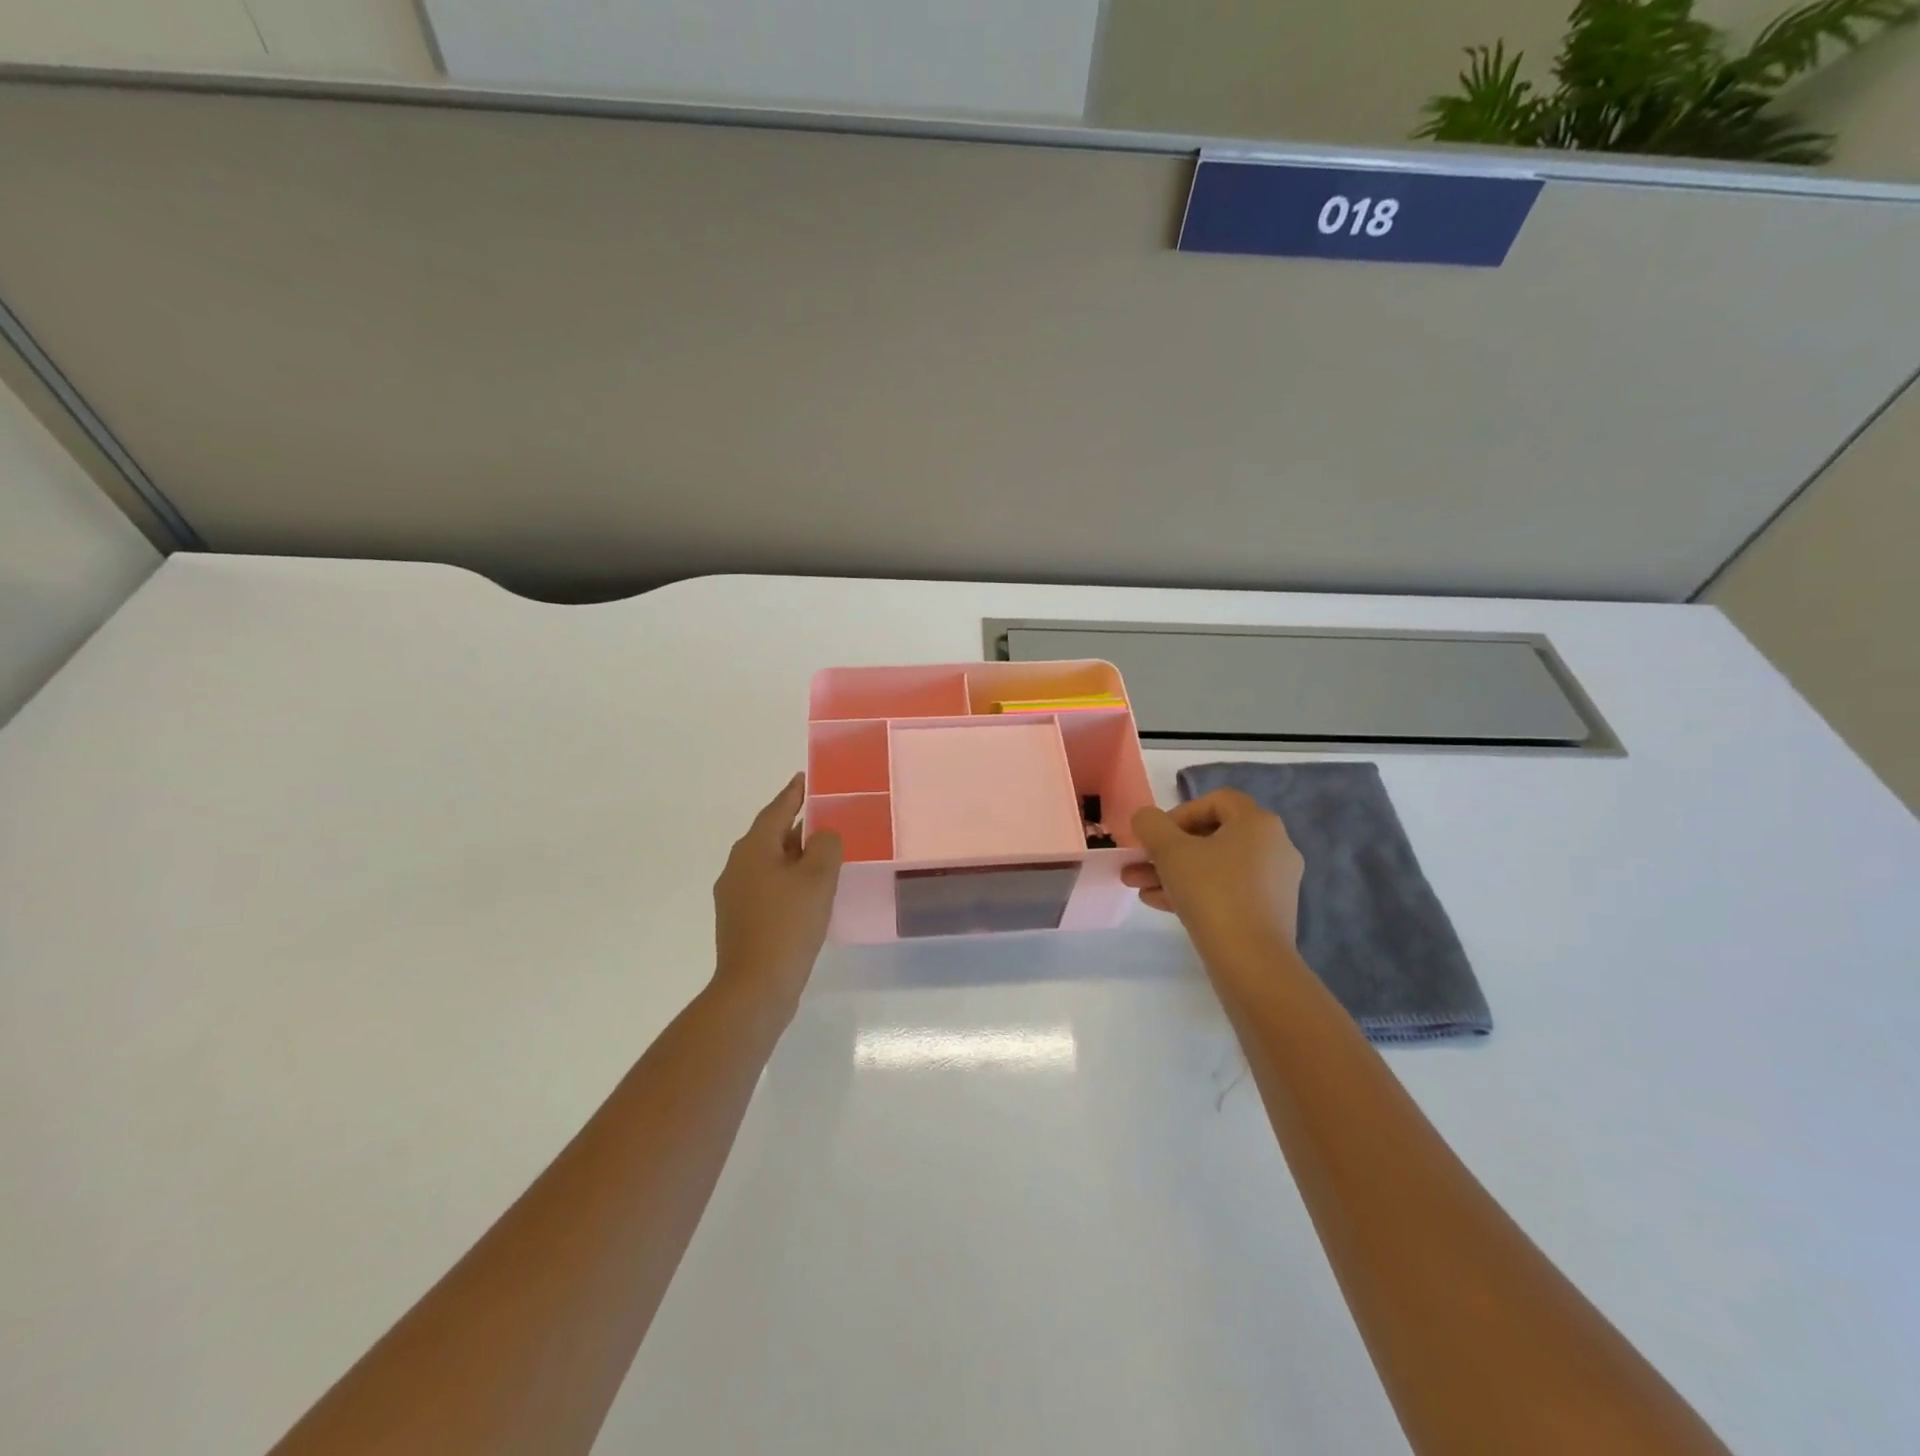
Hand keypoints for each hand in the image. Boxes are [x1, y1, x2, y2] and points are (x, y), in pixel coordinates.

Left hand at [712, 774, 843, 1013]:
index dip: (794, 793)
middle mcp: (738, 866)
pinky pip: (768, 887)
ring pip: (770, 863)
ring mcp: (735, 895)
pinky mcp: (741, 920)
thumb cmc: (788, 925)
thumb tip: (822, 835)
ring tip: (824, 855)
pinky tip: (809, 893)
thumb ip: (825, 845)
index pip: (777, 810)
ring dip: (795, 856)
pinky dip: (789, 881)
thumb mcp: (817, 878)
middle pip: (772, 835)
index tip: (806, 778)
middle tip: (826, 818)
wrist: (755, 987)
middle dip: (797, 826)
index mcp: (753, 849)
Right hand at [1121, 789, 1303, 960]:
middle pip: (1212, 837)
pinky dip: (1195, 892)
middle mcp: (1274, 846)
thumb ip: (1151, 825)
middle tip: (1138, 862)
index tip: (1155, 835)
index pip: (1216, 801)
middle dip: (1167, 850)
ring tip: (1137, 887)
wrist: (1251, 961)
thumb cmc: (1212, 892)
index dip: (1179, 812)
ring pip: (1215, 867)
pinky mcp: (1268, 912)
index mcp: (1258, 823)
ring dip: (1174, 872)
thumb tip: (1146, 819)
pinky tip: (1159, 903)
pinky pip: (1226, 891)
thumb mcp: (1170, 851)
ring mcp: (1274, 882)